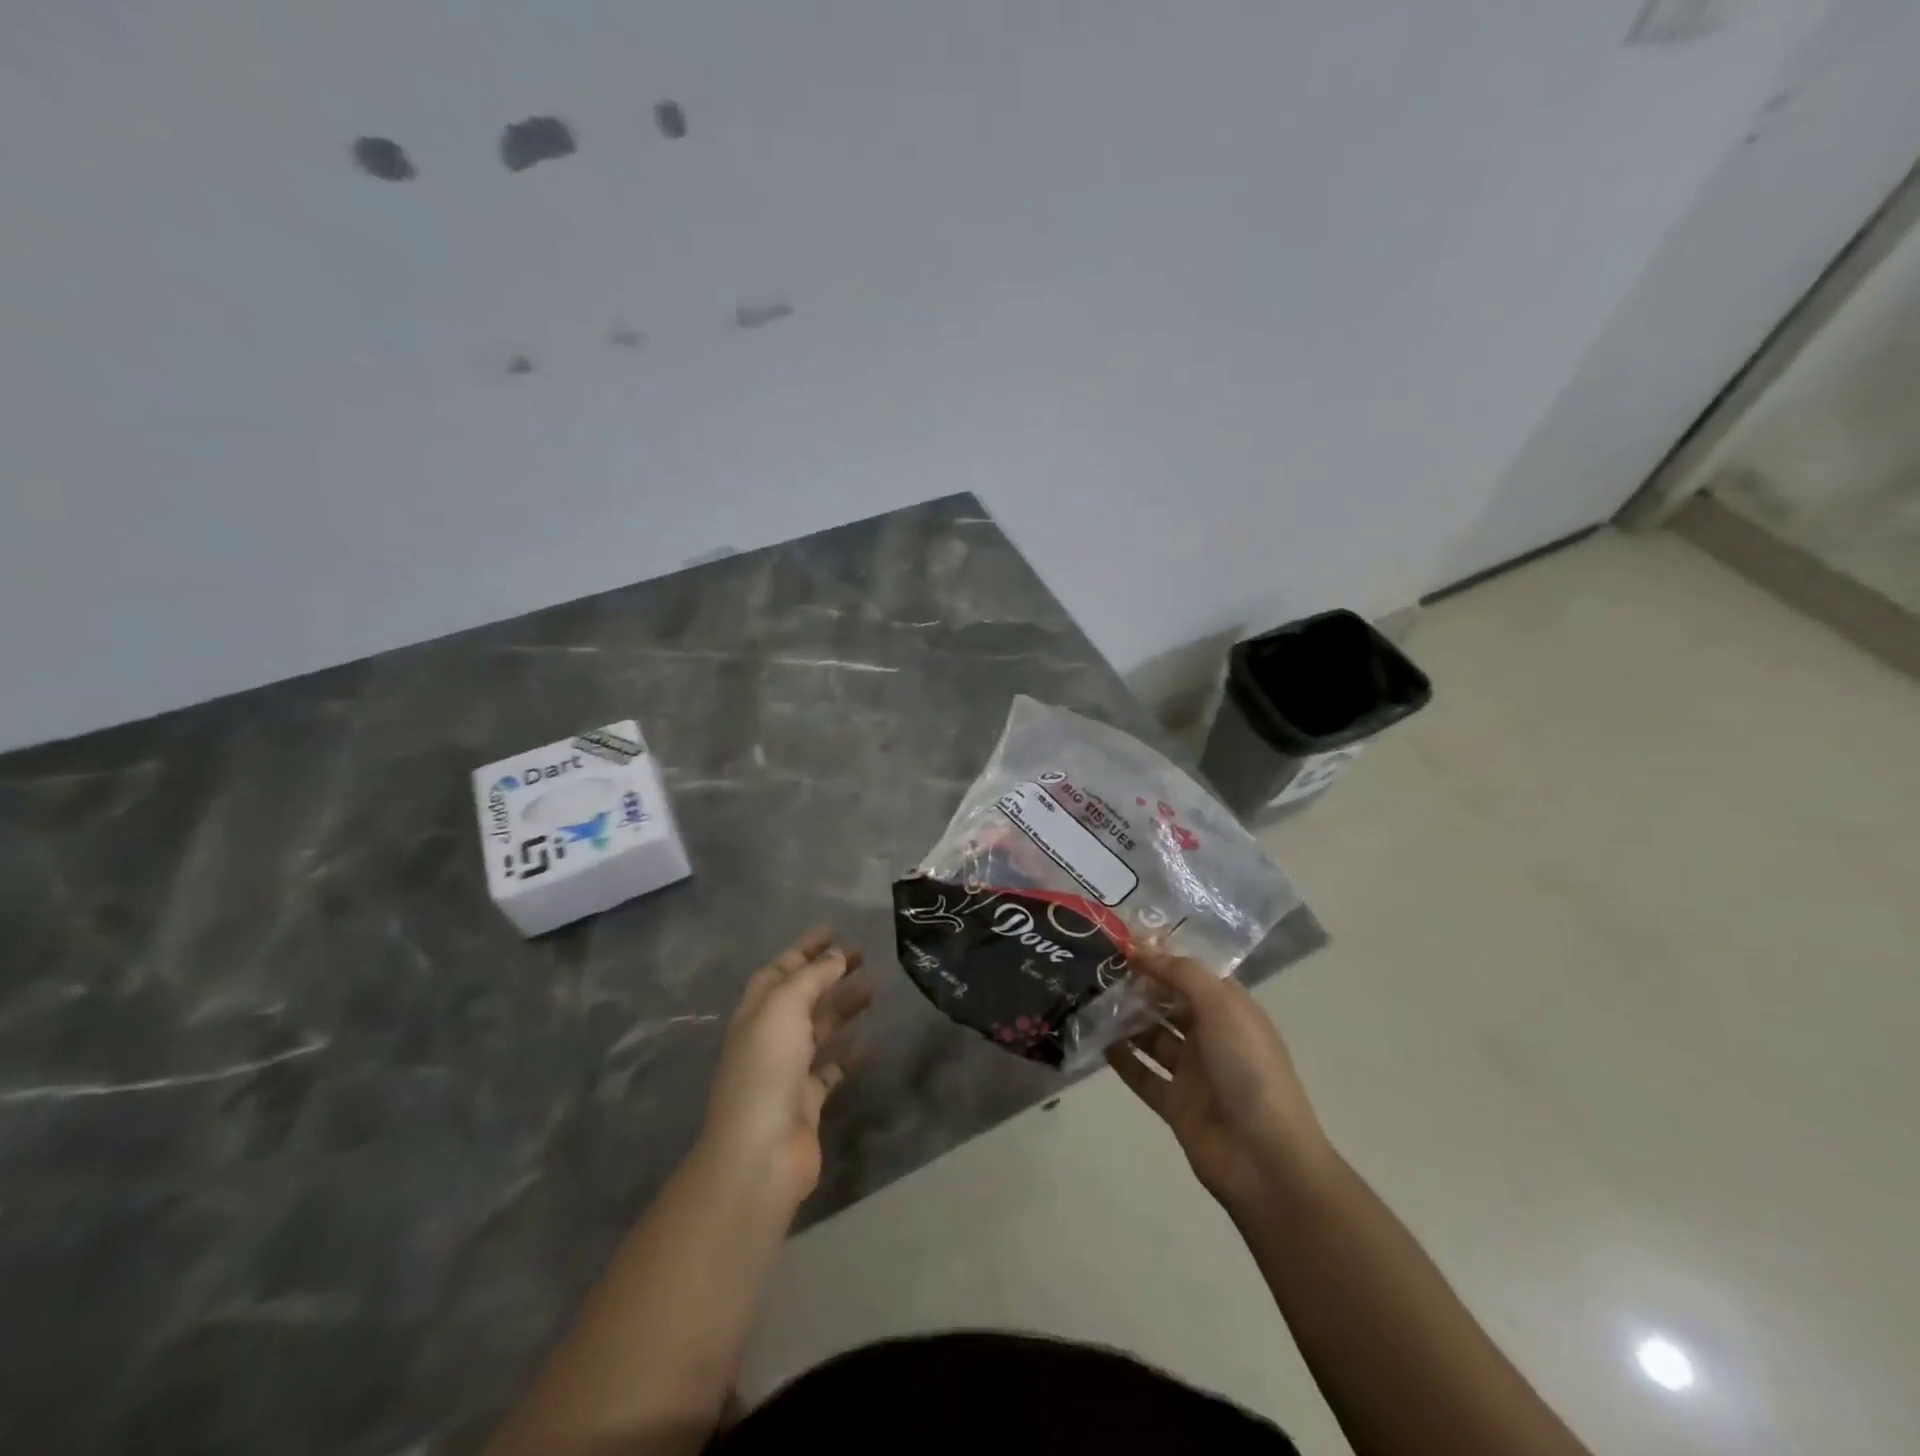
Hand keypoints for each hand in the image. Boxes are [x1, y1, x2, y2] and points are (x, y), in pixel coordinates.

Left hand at [701, 926, 871, 1208]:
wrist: (761, 1151)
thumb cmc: (767, 1067)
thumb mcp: (785, 1007)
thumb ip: (811, 977)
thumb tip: (836, 956)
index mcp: (757, 1011)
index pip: (781, 969)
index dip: (804, 949)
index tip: (834, 930)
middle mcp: (770, 1036)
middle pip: (801, 995)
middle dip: (827, 973)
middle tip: (862, 956)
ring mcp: (787, 1070)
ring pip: (818, 1028)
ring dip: (842, 1007)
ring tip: (873, 989)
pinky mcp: (807, 1100)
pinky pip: (830, 1068)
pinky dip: (848, 1053)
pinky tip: (869, 1041)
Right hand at [1105, 948, 1333, 1212]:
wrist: (1265, 1159)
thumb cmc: (1249, 1070)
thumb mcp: (1222, 1007)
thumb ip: (1181, 973)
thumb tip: (1141, 947)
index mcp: (1230, 1009)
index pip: (1192, 972)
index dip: (1162, 954)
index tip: (1123, 937)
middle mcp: (1211, 1035)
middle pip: (1168, 1002)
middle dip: (1138, 984)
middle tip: (1097, 965)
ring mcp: (1192, 1071)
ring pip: (1152, 1036)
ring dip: (1125, 1018)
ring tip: (1089, 998)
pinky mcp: (1174, 1103)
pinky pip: (1142, 1074)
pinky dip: (1121, 1059)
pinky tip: (1096, 1040)